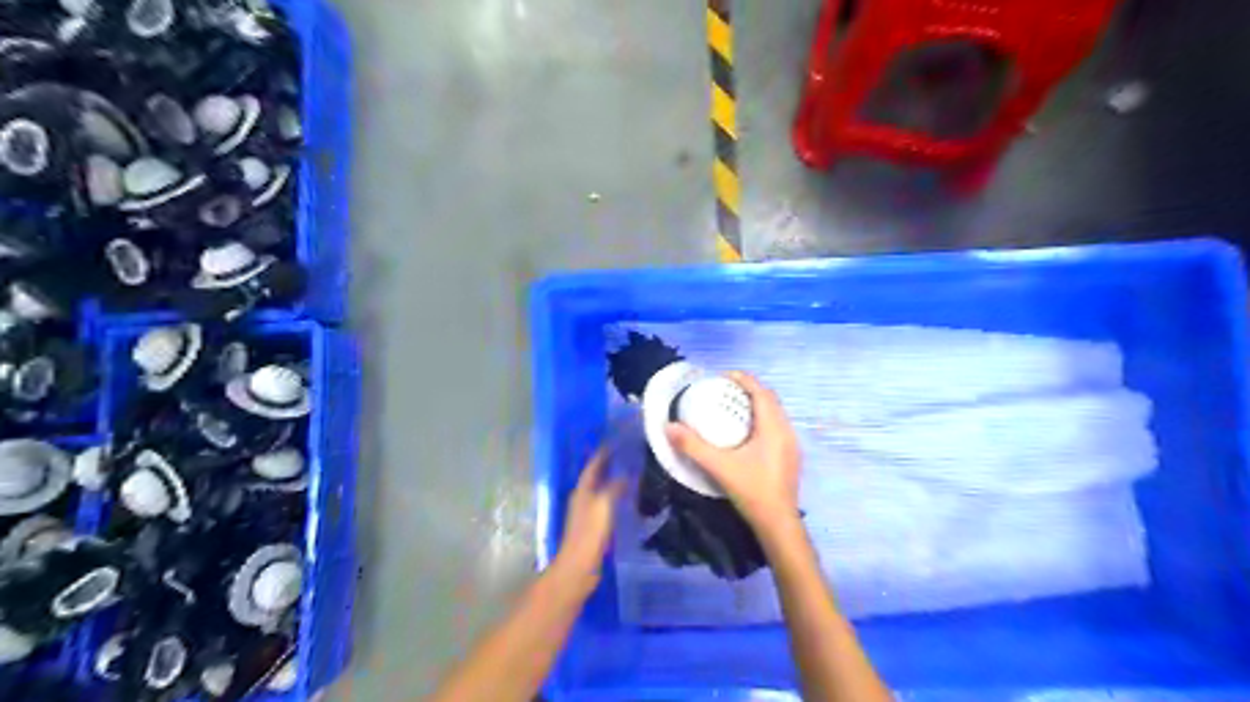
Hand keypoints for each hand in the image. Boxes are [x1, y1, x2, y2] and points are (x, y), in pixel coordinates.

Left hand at [552, 448, 625, 589]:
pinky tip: (629, 498)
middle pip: (597, 475)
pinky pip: (608, 503)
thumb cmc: (590, 533)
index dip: (604, 452)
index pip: (593, 465)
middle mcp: (583, 497)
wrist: (579, 567)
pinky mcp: (595, 526)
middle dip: (610, 464)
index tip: (618, 440)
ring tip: (633, 471)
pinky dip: (617, 496)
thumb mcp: (604, 505)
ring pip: (602, 489)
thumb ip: (615, 487)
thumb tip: (627, 474)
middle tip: (629, 453)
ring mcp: (588, 512)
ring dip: (614, 479)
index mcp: (582, 490)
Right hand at [664, 372, 798, 530]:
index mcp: (773, 427)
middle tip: (725, 391)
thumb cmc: (752, 491)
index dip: (744, 379)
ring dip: (757, 405)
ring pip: (775, 414)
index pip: (761, 392)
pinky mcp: (790, 458)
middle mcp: (786, 431)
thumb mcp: (719, 467)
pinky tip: (745, 435)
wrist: (778, 524)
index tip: (723, 376)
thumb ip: (693, 446)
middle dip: (749, 390)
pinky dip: (761, 421)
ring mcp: (791, 445)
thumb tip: (669, 427)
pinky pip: (776, 427)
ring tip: (733, 409)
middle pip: (770, 400)